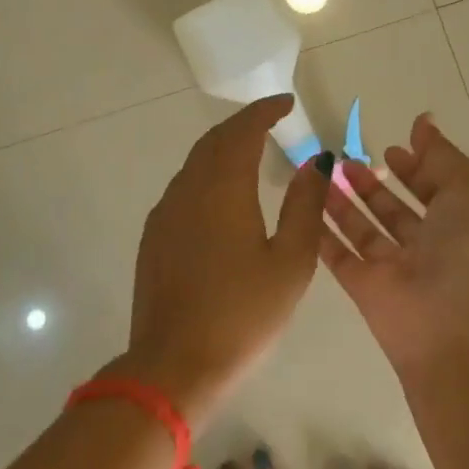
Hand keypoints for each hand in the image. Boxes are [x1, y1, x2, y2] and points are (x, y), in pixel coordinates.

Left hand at [121, 94, 330, 422]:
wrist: (174, 365)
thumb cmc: (243, 314)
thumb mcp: (291, 261)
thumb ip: (305, 205)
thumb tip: (315, 161)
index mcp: (223, 189)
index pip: (242, 131)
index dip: (264, 111)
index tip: (286, 102)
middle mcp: (187, 190)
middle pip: (214, 141)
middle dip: (242, 124)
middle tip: (270, 121)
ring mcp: (165, 213)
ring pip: (194, 163)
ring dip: (222, 148)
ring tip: (250, 151)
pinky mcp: (154, 237)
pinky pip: (183, 187)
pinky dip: (206, 174)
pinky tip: (221, 193)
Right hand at [320, 112, 468, 368]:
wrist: (449, 322)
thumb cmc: (464, 248)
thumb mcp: (467, 188)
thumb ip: (441, 153)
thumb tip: (422, 121)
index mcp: (456, 223)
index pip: (432, 190)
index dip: (413, 169)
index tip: (390, 149)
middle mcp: (425, 245)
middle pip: (393, 210)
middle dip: (373, 185)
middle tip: (346, 160)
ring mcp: (392, 267)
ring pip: (363, 229)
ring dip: (343, 202)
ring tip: (321, 173)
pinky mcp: (362, 286)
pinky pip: (338, 254)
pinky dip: (322, 232)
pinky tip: (304, 204)